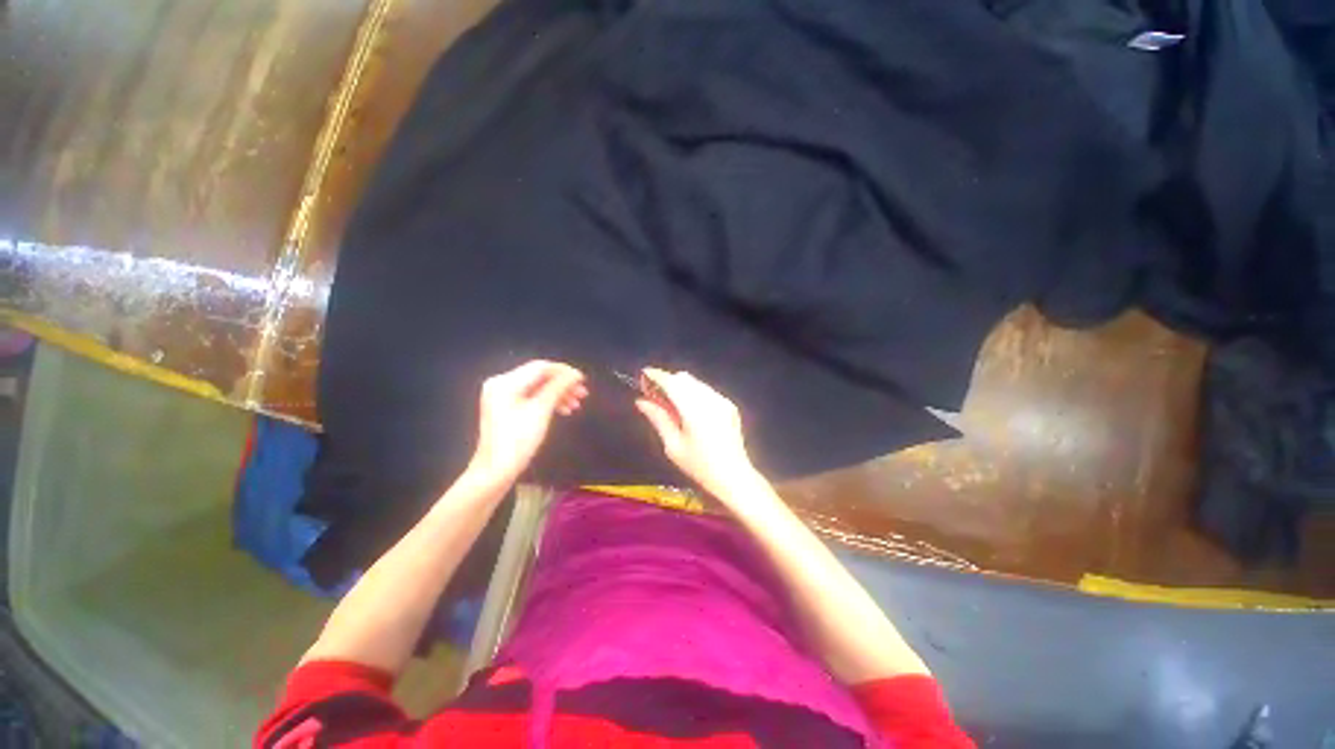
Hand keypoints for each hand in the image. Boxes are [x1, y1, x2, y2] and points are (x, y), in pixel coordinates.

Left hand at [465, 360, 586, 488]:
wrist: (495, 471)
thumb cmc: (517, 441)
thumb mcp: (541, 411)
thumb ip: (558, 388)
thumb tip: (575, 375)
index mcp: (505, 383)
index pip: (540, 367)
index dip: (564, 371)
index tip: (582, 379)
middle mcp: (501, 384)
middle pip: (539, 377)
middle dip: (562, 384)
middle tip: (582, 393)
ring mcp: (502, 396)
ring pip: (537, 387)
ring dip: (558, 394)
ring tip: (576, 404)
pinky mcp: (506, 407)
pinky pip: (530, 397)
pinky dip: (547, 401)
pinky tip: (563, 409)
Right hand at [634, 368, 759, 498]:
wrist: (734, 476)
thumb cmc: (699, 466)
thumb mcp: (673, 445)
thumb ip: (658, 418)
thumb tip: (641, 401)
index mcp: (693, 409)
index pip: (671, 382)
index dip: (656, 375)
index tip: (643, 374)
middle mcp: (709, 399)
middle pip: (684, 378)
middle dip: (667, 380)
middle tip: (654, 394)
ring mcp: (722, 400)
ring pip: (696, 383)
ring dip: (680, 386)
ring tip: (670, 403)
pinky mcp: (729, 405)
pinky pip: (707, 391)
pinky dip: (694, 393)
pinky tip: (689, 409)